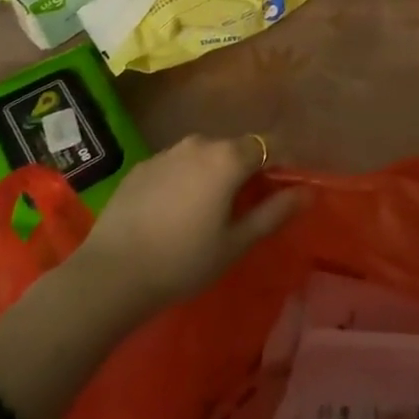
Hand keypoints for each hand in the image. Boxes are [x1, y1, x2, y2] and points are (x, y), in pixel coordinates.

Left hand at [77, 135, 305, 310]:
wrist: (110, 274)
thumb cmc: (183, 261)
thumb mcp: (235, 243)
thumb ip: (274, 212)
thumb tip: (308, 192)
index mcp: (228, 158)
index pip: (268, 145)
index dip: (280, 163)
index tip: (281, 189)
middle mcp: (199, 144)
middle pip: (235, 148)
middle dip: (246, 170)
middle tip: (244, 207)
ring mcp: (166, 152)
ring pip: (204, 156)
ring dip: (213, 174)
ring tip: (207, 211)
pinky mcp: (141, 166)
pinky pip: (176, 165)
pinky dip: (184, 179)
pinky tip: (173, 212)